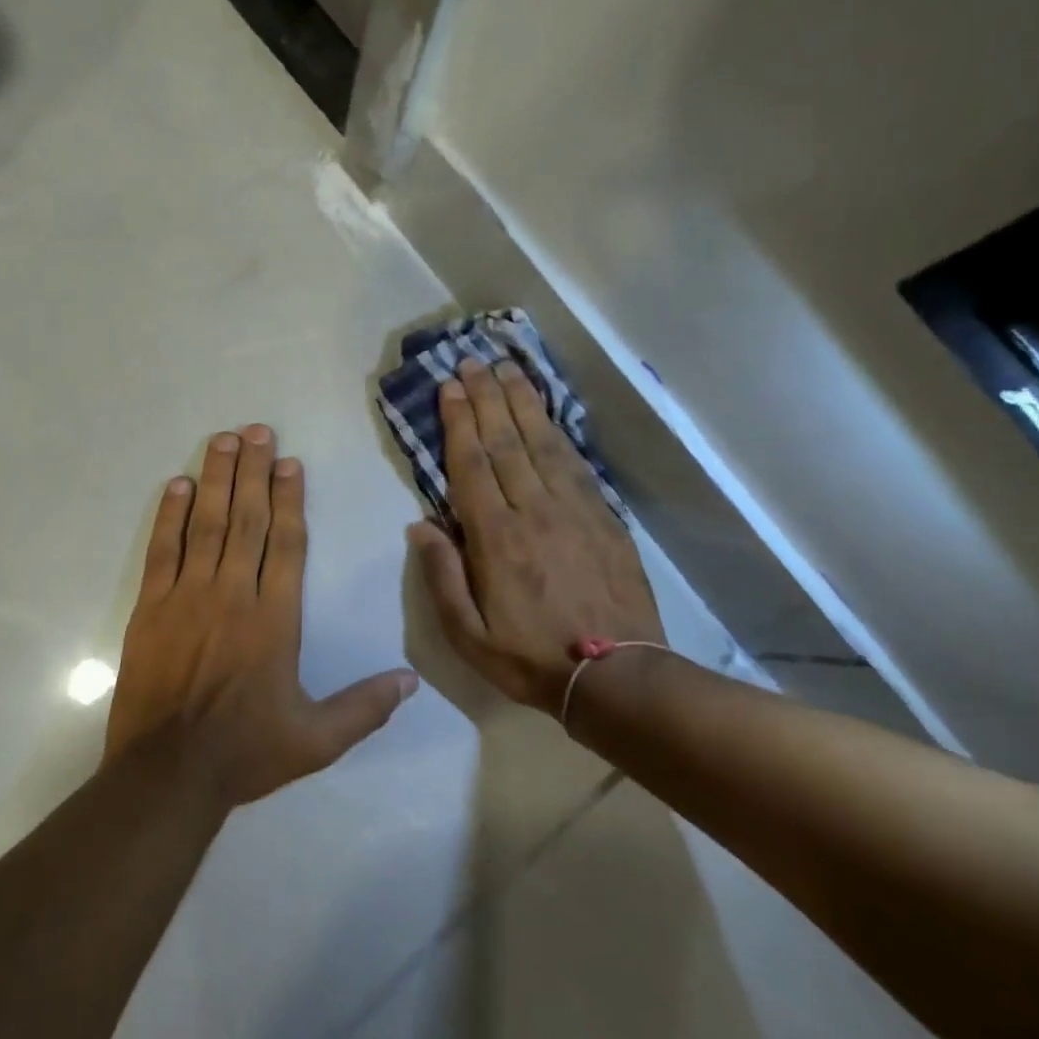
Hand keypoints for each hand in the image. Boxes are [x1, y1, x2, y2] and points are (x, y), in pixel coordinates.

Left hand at [108, 425, 417, 805]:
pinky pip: (162, 550)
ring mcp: (188, 597)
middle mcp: (234, 595)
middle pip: (248, 520)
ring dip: (216, 479)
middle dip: (253, 471)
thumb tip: (413, 681)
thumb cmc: (245, 752)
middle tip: (256, 429)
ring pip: (206, 524)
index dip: (290, 498)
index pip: (287, 543)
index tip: (289, 462)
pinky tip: (178, 485)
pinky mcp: (151, 608)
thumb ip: (365, 707)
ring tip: (222, 440)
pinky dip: (169, 515)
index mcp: (275, 619)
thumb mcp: (317, 740)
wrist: (167, 774)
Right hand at [409, 360, 664, 714]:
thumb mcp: (468, 635)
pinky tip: (547, 415)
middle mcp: (535, 511)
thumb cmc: (531, 658)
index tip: (449, 387)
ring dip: (523, 403)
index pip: (472, 465)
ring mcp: (575, 510)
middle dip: (486, 398)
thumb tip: (420, 525)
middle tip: (472, 362)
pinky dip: (557, 432)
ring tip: (508, 370)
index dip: (459, 422)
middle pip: (507, 442)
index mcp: (497, 539)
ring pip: (543, 443)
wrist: (617, 676)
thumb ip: (441, 577)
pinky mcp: (605, 518)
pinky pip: (575, 464)